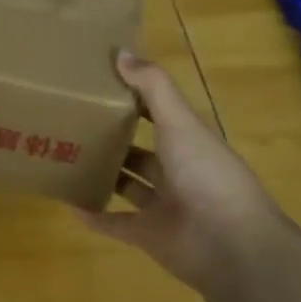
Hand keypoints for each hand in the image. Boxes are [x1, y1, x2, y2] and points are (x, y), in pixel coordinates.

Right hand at [78, 50, 282, 290]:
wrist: (234, 249)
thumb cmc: (208, 175)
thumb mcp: (180, 123)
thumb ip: (152, 87)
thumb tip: (120, 52)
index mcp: (188, 141)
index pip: (158, 113)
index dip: (134, 98)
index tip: (98, 83)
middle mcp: (177, 171)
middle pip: (140, 150)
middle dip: (112, 137)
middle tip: (72, 121)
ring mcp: (163, 206)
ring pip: (127, 185)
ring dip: (102, 174)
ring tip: (66, 156)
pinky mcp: (149, 236)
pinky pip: (116, 223)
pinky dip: (94, 216)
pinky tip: (68, 203)